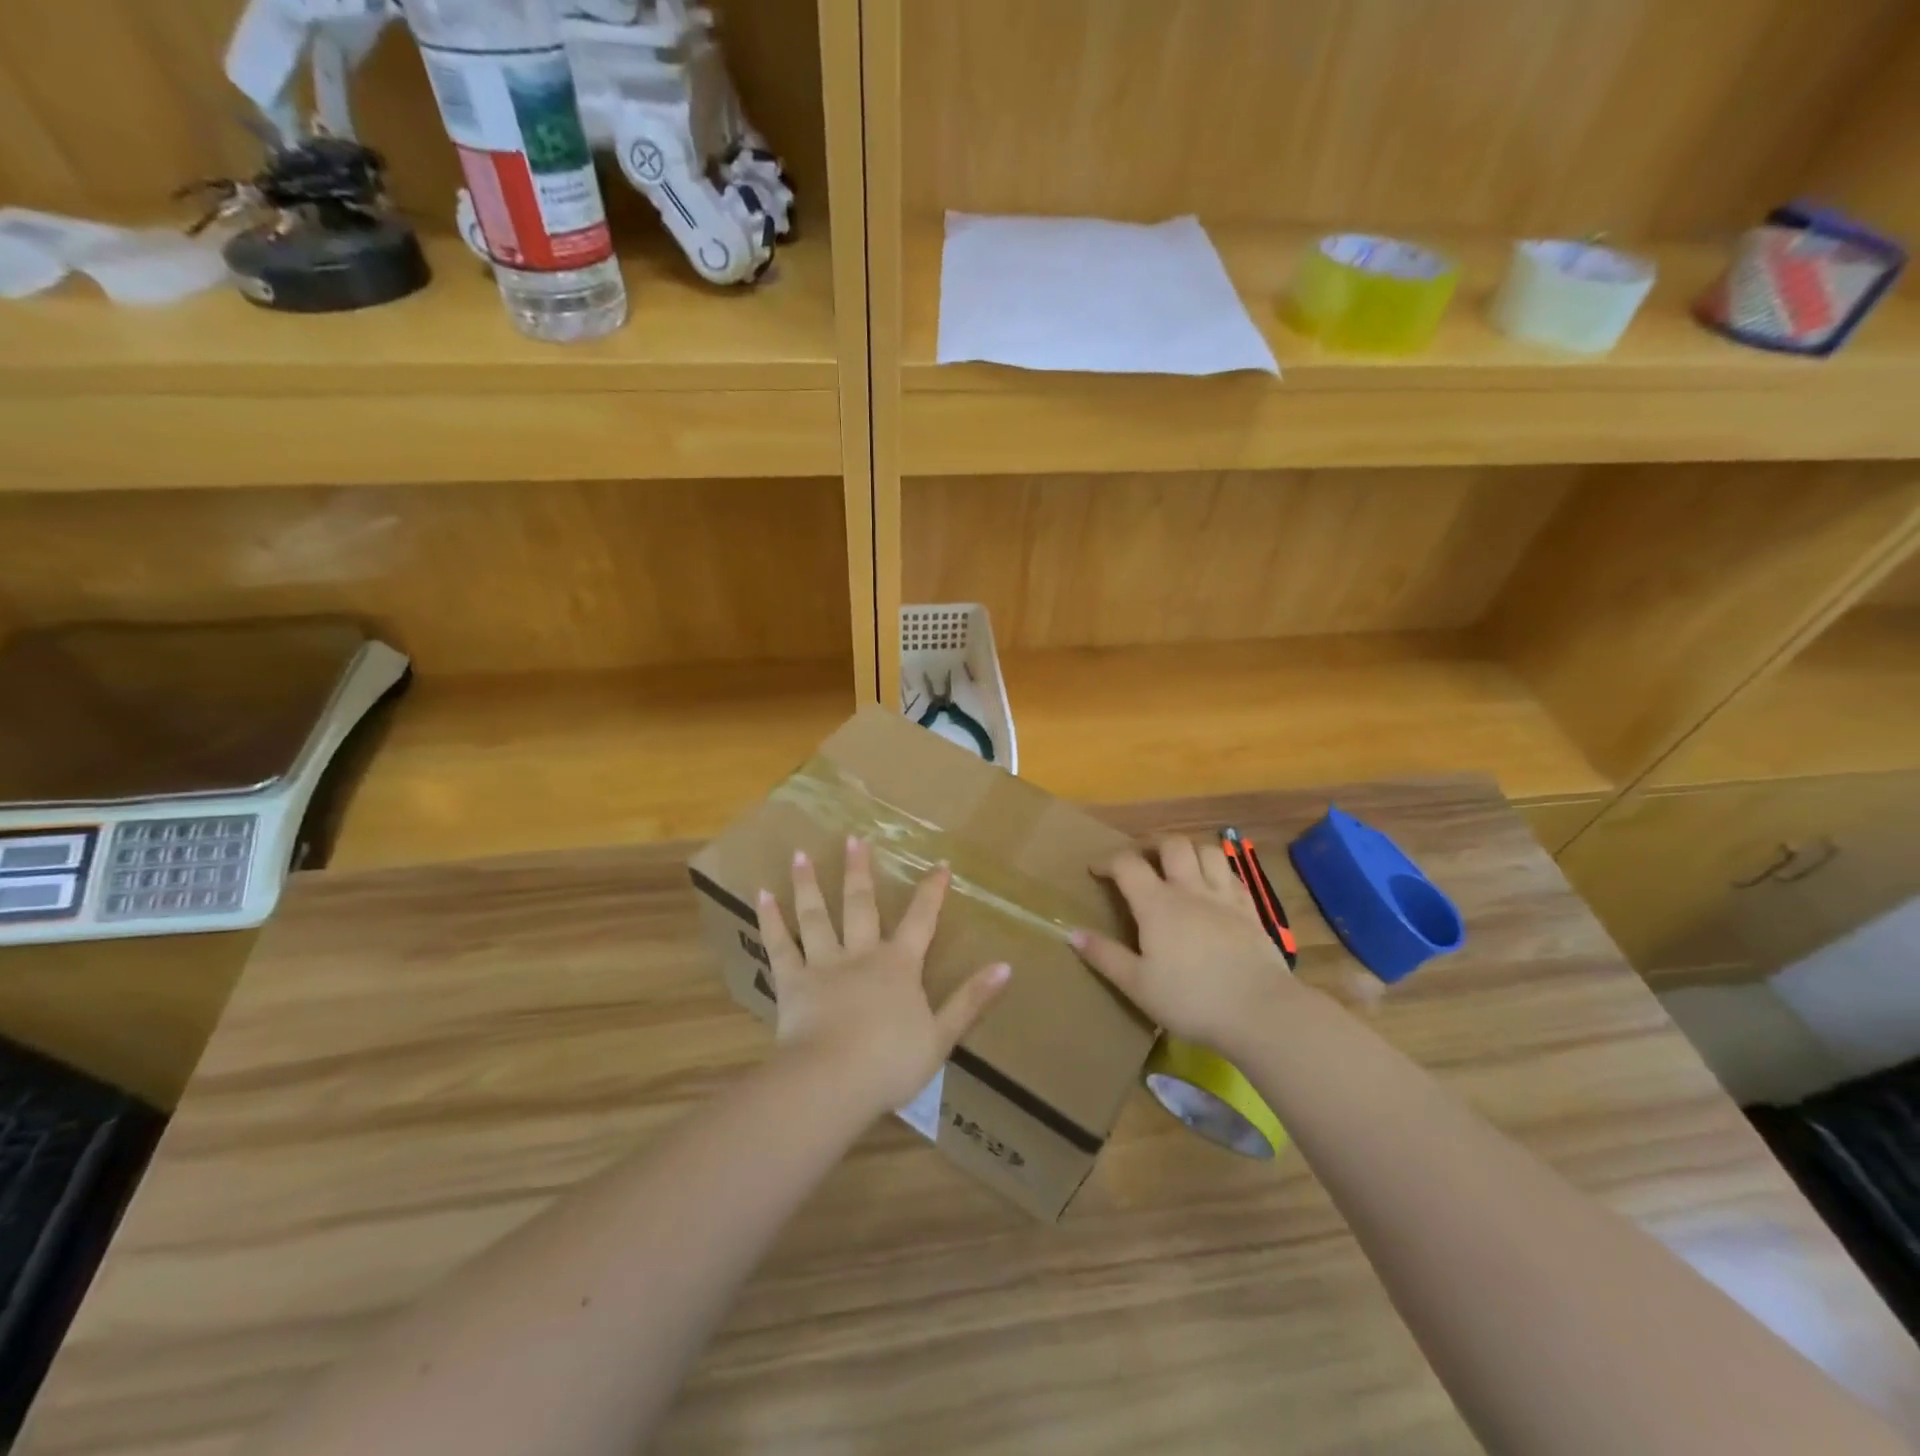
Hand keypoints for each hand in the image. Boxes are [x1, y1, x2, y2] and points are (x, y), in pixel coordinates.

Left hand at [757, 838, 1010, 1115]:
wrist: (834, 1081)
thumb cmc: (891, 1062)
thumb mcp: (942, 1036)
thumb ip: (971, 999)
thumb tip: (1006, 966)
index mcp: (899, 966)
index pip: (921, 920)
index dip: (932, 892)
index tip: (939, 864)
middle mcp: (861, 954)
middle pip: (861, 905)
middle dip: (860, 871)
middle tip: (854, 839)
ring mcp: (823, 965)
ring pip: (816, 916)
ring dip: (808, 884)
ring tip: (800, 854)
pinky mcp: (792, 983)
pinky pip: (780, 946)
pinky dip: (771, 920)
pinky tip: (762, 895)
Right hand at [1070, 835, 1295, 1052]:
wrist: (1260, 1010)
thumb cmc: (1191, 999)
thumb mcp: (1137, 984)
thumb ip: (1104, 956)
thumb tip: (1071, 932)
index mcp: (1157, 904)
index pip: (1128, 864)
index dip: (1108, 860)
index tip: (1096, 870)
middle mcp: (1190, 889)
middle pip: (1171, 844)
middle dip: (1151, 845)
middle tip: (1141, 862)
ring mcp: (1224, 897)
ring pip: (1207, 851)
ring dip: (1189, 852)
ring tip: (1179, 868)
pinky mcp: (1251, 910)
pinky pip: (1233, 875)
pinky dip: (1218, 871)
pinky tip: (1213, 887)